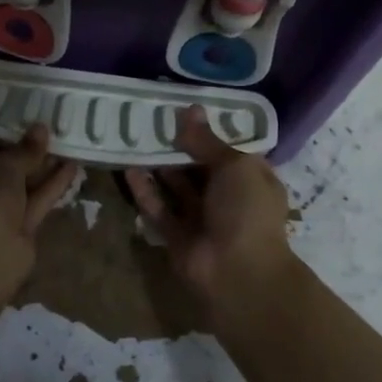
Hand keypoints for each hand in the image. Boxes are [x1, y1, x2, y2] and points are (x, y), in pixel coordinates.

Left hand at [0, 119, 81, 259]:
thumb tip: (41, 128)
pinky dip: (52, 184)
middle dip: (6, 146)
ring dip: (36, 164)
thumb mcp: (3, 169)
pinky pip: (36, 199)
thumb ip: (24, 150)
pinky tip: (72, 165)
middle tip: (27, 121)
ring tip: (59, 138)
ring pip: (16, 182)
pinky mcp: (19, 226)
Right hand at [124, 105, 296, 296]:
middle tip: (152, 119)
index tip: (184, 109)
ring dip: (159, 166)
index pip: (230, 149)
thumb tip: (189, 110)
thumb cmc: (246, 210)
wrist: (238, 272)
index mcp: (252, 179)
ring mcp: (202, 218)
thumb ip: (207, 141)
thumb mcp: (234, 165)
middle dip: (179, 146)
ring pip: (177, 187)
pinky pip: (159, 208)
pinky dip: (145, 191)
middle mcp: (228, 197)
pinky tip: (129, 169)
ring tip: (136, 138)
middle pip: (200, 167)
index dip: (210, 130)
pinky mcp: (177, 236)